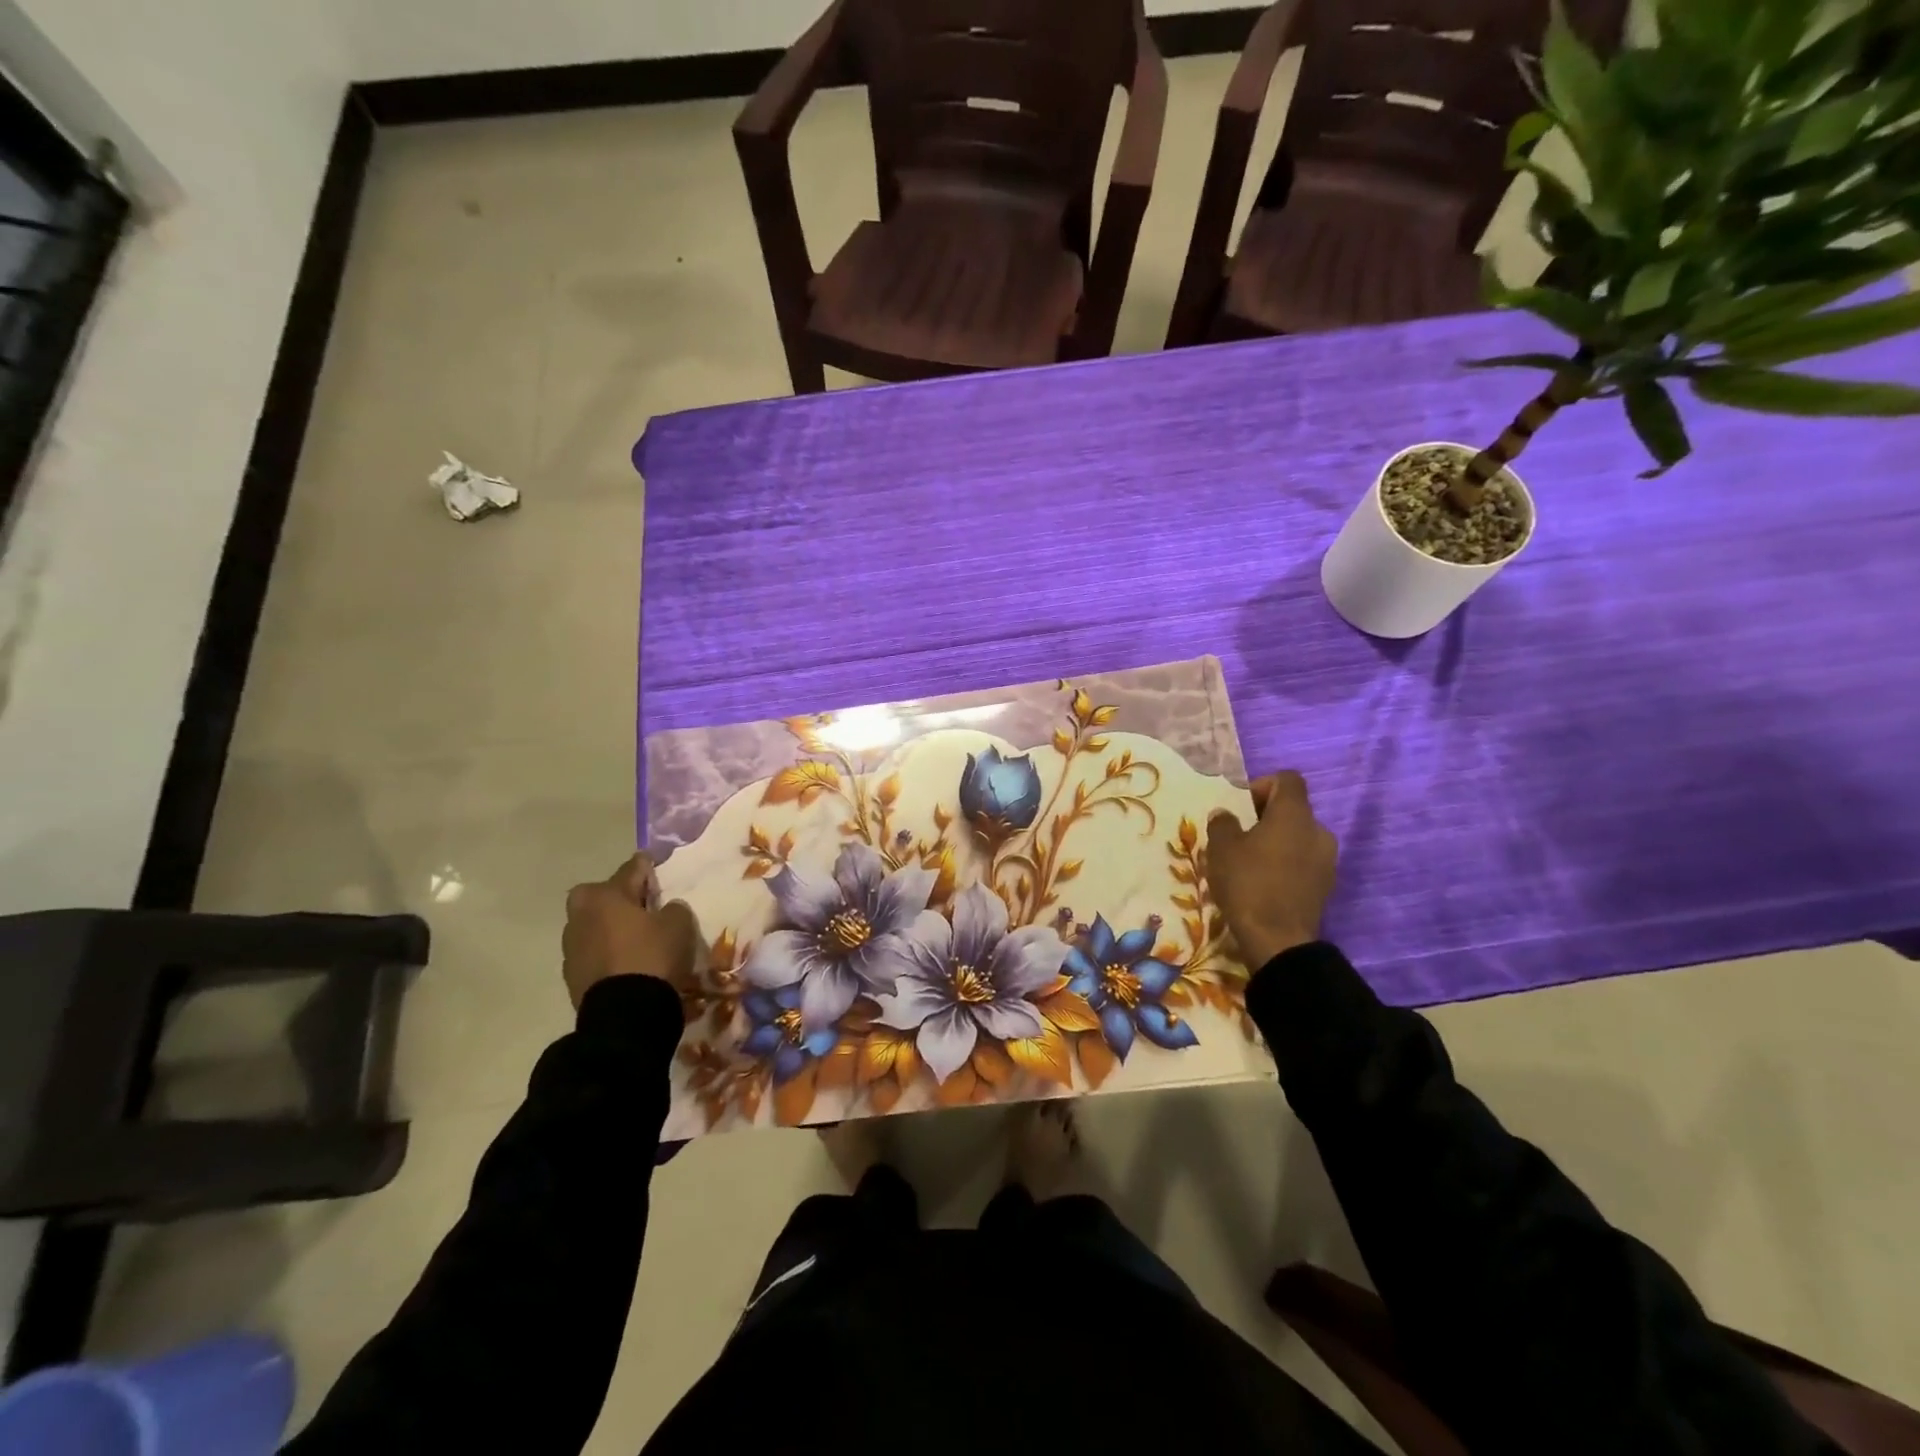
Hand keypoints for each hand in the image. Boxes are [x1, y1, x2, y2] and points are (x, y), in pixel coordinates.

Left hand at [562, 853, 698, 1009]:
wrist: (624, 1014)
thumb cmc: (651, 956)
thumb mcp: (678, 924)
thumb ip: (673, 908)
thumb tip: (666, 909)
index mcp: (605, 895)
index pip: (630, 869)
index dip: (646, 865)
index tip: (652, 861)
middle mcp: (581, 915)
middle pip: (601, 896)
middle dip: (617, 897)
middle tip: (641, 905)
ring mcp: (571, 947)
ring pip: (594, 925)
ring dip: (611, 927)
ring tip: (636, 937)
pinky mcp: (572, 976)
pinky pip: (594, 953)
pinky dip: (608, 953)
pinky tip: (627, 961)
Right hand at [1205, 772, 1337, 967]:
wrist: (1278, 940)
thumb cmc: (1248, 884)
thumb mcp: (1221, 849)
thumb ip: (1222, 823)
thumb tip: (1225, 815)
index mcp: (1294, 814)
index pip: (1288, 779)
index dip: (1263, 785)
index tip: (1242, 807)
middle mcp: (1318, 830)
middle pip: (1293, 809)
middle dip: (1267, 817)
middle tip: (1240, 836)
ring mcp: (1327, 859)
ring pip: (1299, 837)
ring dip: (1278, 842)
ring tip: (1251, 862)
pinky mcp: (1326, 885)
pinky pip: (1305, 861)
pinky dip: (1287, 864)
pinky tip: (1265, 883)